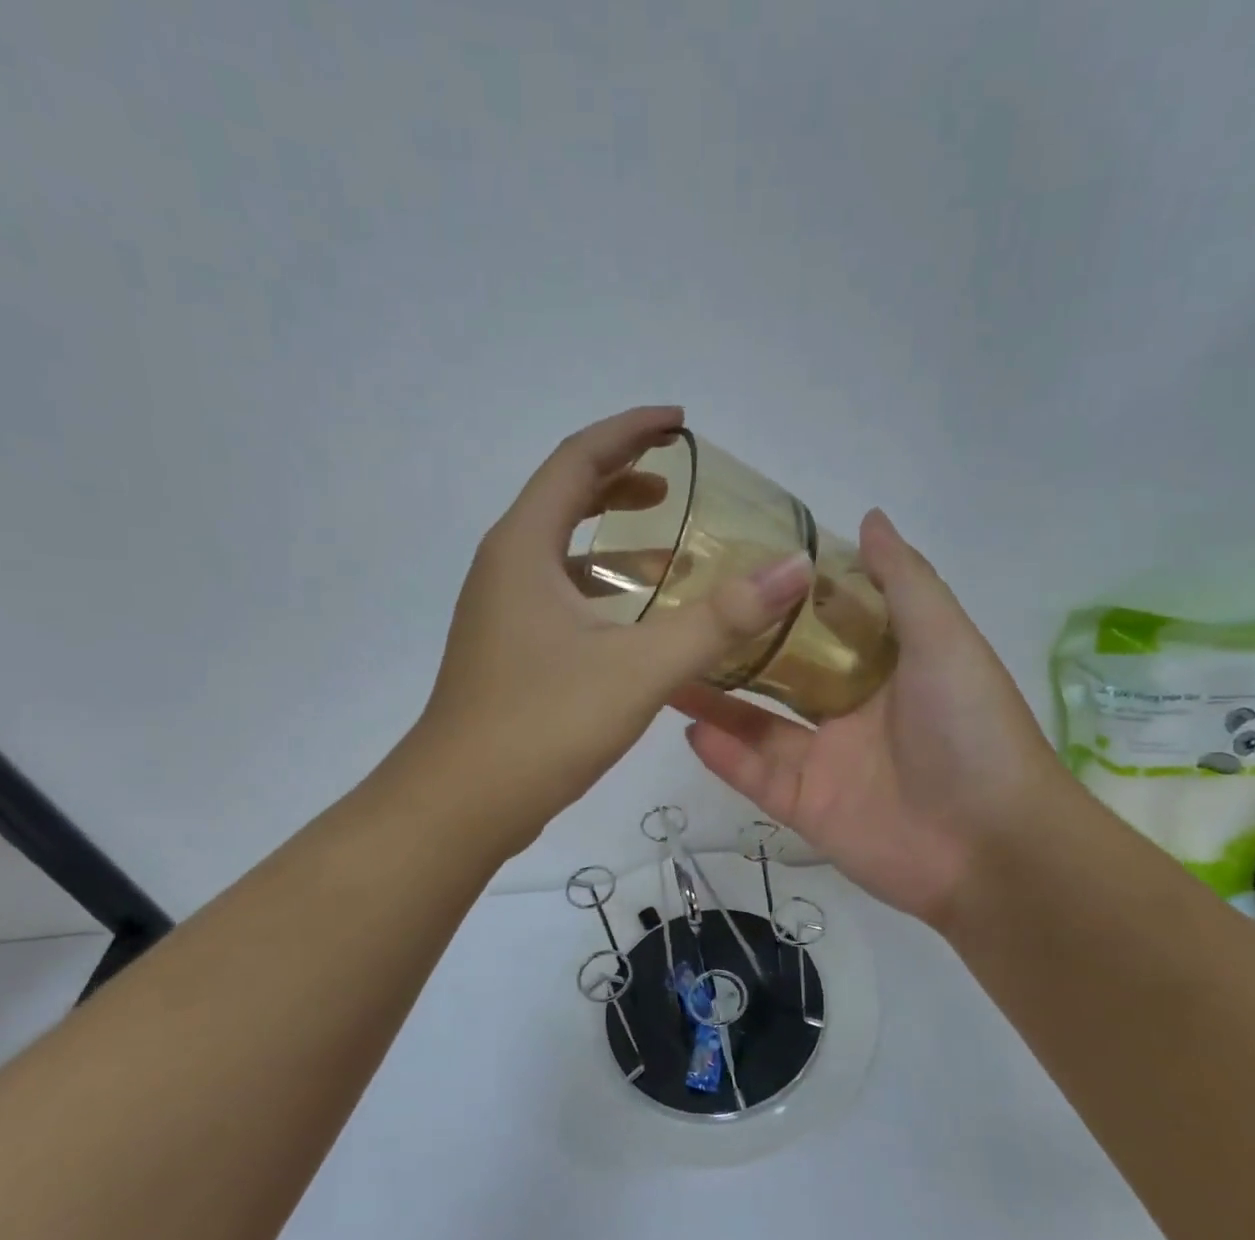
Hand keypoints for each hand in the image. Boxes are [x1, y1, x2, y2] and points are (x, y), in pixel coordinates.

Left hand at [414, 406, 814, 854]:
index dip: (630, 431)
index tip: (680, 422)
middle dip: (621, 478)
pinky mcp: (507, 650)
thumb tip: (793, 568)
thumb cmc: (544, 724)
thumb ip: (720, 619)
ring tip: (669, 544)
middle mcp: (505, 567)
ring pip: (561, 552)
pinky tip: (637, 618)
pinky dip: (601, 588)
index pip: (578, 459)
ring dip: (612, 538)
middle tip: (676, 477)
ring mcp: (501, 612)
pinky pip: (559, 595)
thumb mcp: (641, 668)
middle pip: (564, 498)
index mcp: (524, 547)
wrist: (461, 803)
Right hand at [675, 510, 1068, 928]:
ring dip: (715, 699)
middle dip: (738, 650)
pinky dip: (723, 755)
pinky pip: (755, 776)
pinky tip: (687, 725)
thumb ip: (904, 582)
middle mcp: (852, 712)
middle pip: (782, 675)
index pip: (825, 624)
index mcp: (887, 668)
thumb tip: (869, 518)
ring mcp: (826, 762)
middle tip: (682, 617)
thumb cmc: (971, 730)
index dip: (785, 597)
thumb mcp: (945, 640)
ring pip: (758, 725)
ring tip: (667, 667)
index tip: (735, 565)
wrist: (991, 847)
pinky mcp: (806, 808)